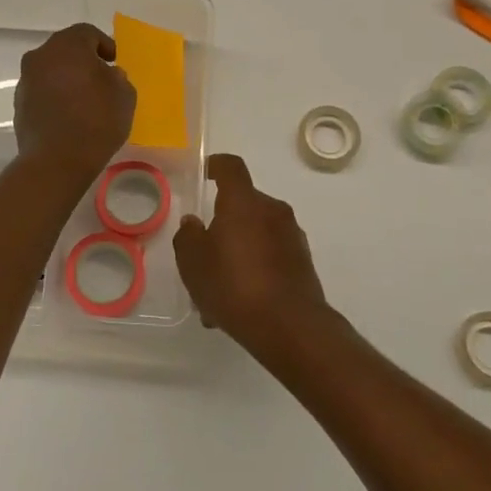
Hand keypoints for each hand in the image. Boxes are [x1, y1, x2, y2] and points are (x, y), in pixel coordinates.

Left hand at [14, 23, 135, 183]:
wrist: (56, 161)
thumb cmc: (96, 121)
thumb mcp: (124, 96)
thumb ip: (118, 78)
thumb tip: (108, 75)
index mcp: (68, 45)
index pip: (87, 33)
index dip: (104, 44)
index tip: (114, 62)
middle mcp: (41, 56)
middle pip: (65, 49)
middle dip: (83, 60)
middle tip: (100, 78)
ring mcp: (26, 80)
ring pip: (51, 69)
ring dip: (66, 78)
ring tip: (84, 99)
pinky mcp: (19, 103)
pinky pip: (42, 90)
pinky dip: (55, 95)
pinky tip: (68, 115)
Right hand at [174, 154, 330, 355]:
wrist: (290, 326)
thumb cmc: (234, 285)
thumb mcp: (193, 263)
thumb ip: (188, 237)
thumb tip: (193, 223)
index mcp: (243, 202)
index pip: (231, 167)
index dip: (215, 165)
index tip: (204, 173)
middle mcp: (272, 210)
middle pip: (243, 205)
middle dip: (223, 224)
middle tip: (203, 254)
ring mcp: (292, 235)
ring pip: (256, 234)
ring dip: (238, 251)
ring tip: (218, 290)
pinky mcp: (303, 261)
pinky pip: (271, 255)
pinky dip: (255, 267)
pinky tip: (239, 302)